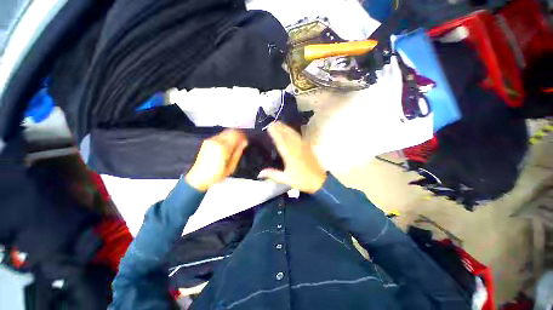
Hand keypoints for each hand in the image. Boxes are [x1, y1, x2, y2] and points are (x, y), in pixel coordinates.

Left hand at [185, 129, 247, 191]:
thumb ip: (238, 152)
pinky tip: (227, 145)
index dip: (243, 136)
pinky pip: (220, 135)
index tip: (246, 140)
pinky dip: (226, 137)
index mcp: (223, 147)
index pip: (236, 135)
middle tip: (242, 141)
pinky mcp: (207, 141)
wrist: (199, 177)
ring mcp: (211, 140)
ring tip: (235, 144)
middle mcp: (216, 141)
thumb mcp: (232, 166)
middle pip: (231, 131)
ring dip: (232, 135)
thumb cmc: (217, 174)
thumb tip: (244, 142)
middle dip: (238, 134)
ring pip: (225, 132)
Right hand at [258, 122, 326, 193]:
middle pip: (287, 135)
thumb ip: (273, 174)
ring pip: (293, 134)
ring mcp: (303, 146)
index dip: (275, 133)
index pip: (281, 141)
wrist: (319, 181)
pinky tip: (291, 130)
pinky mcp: (308, 147)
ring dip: (286, 128)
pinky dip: (293, 132)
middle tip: (272, 122)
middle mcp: (296, 148)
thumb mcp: (286, 179)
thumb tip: (259, 173)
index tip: (269, 126)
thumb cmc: (302, 180)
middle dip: (280, 127)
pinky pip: (299, 137)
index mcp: (290, 154)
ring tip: (280, 123)